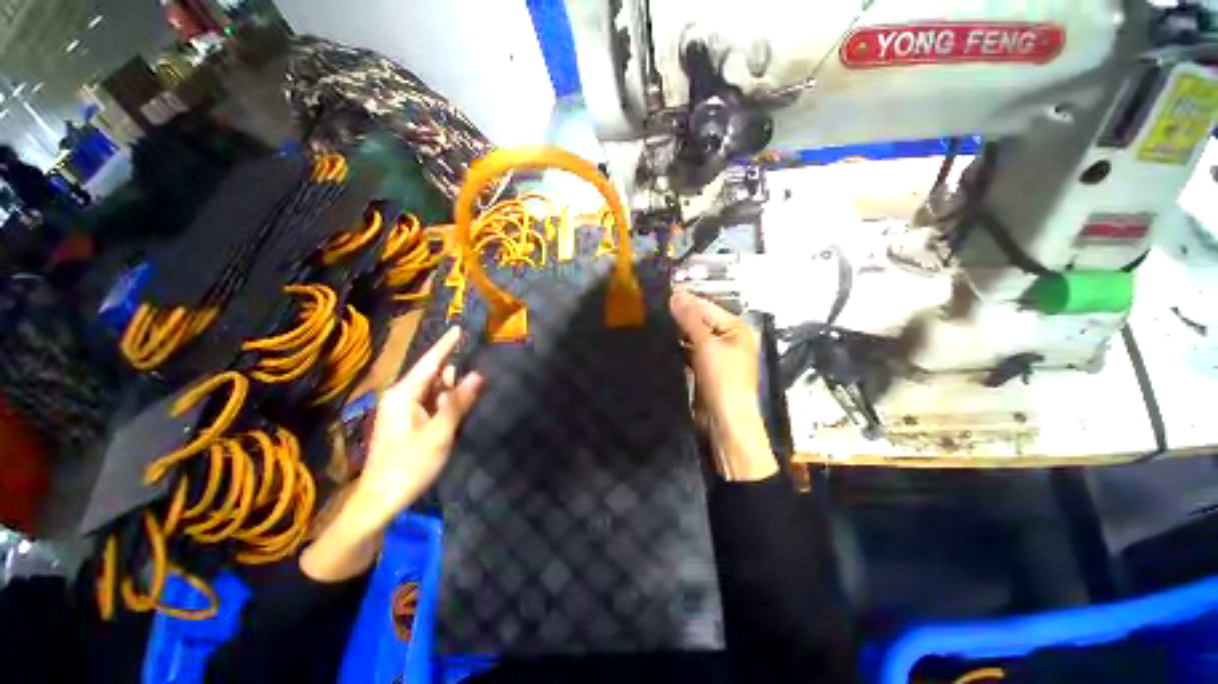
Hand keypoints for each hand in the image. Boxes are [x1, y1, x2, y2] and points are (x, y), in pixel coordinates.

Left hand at [302, 327, 482, 581]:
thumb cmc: (408, 466)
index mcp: (404, 394)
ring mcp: (404, 410)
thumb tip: (478, 375)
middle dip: (457, 373)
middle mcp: (402, 396)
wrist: (379, 501)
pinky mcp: (408, 422)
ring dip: (454, 390)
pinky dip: (448, 403)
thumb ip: (458, 403)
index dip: (446, 345)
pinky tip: (461, 410)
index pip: (430, 362)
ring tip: (476, 393)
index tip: (460, 328)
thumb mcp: (438, 434)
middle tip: (482, 374)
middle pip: (435, 375)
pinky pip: (432, 403)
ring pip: (435, 390)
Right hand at [670, 291, 775, 480]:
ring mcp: (715, 354)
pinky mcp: (702, 367)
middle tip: (654, 308)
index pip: (707, 307)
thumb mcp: (707, 345)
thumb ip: (690, 319)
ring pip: (692, 336)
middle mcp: (727, 338)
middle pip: (700, 320)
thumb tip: (675, 295)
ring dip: (676, 331)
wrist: (723, 421)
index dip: (686, 300)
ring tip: (653, 321)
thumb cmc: (723, 380)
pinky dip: (676, 346)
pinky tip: (661, 340)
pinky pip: (687, 350)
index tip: (662, 293)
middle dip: (679, 316)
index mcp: (736, 329)